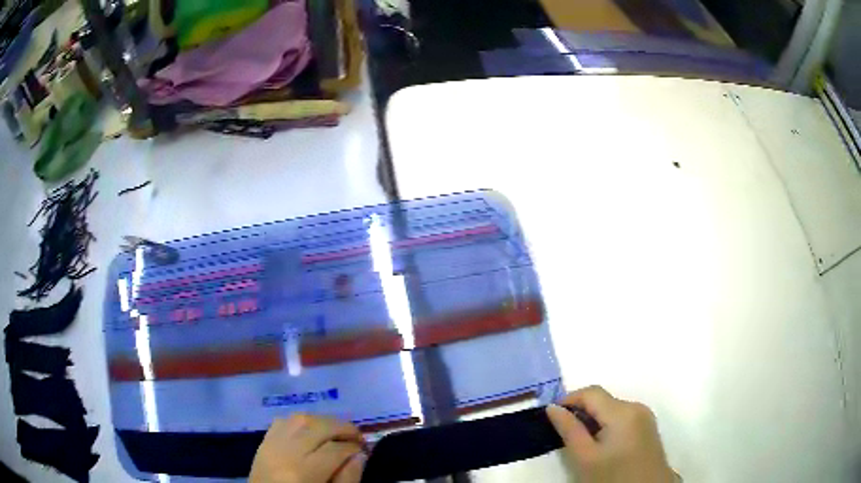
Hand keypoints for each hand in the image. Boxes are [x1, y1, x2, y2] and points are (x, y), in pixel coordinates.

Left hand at [250, 414, 366, 482]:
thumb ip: (348, 479)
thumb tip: (359, 455)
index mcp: (303, 472)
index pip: (335, 449)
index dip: (354, 447)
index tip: (365, 450)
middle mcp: (285, 452)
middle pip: (318, 426)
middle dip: (342, 427)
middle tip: (356, 437)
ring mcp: (270, 445)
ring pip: (300, 418)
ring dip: (322, 421)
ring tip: (336, 432)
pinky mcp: (262, 443)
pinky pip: (282, 421)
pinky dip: (300, 422)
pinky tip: (311, 432)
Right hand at [546, 386, 676, 482]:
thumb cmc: (612, 477)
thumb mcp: (585, 457)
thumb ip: (569, 429)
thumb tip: (552, 408)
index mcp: (623, 412)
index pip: (591, 392)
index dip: (569, 400)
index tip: (553, 417)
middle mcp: (637, 407)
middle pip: (603, 400)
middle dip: (582, 413)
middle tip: (565, 435)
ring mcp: (645, 416)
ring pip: (612, 409)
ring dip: (594, 420)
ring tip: (582, 443)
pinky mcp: (648, 427)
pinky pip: (623, 418)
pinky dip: (607, 425)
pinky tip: (601, 446)